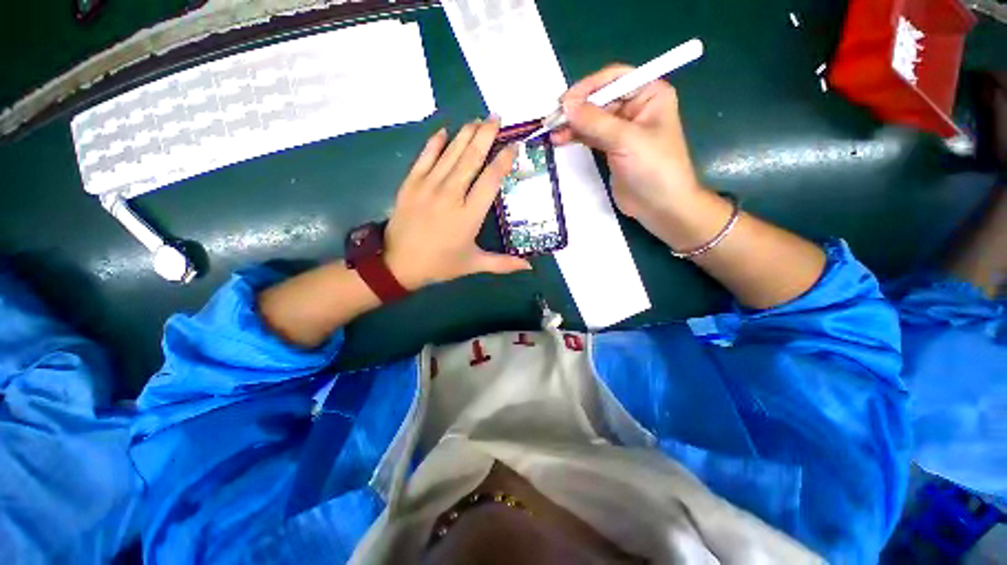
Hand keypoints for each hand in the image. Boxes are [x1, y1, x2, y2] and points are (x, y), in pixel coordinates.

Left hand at [384, 119, 530, 289]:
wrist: (398, 264)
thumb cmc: (440, 264)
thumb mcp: (473, 264)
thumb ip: (503, 264)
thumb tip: (530, 267)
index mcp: (469, 215)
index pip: (491, 180)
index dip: (504, 160)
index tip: (514, 146)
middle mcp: (451, 195)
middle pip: (471, 158)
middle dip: (486, 135)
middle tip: (497, 117)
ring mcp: (428, 186)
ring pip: (451, 153)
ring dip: (465, 133)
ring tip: (478, 119)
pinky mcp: (410, 183)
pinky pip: (425, 156)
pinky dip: (435, 142)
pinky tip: (444, 131)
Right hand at [552, 65, 703, 233]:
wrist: (660, 206)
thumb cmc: (653, 168)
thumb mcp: (626, 140)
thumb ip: (595, 121)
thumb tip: (565, 105)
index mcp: (649, 93)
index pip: (614, 79)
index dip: (588, 88)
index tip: (564, 102)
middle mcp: (635, 107)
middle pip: (599, 99)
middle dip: (576, 109)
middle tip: (552, 120)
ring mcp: (622, 129)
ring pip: (591, 119)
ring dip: (572, 124)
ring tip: (551, 132)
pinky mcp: (611, 148)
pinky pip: (590, 136)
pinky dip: (575, 137)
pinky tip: (560, 140)